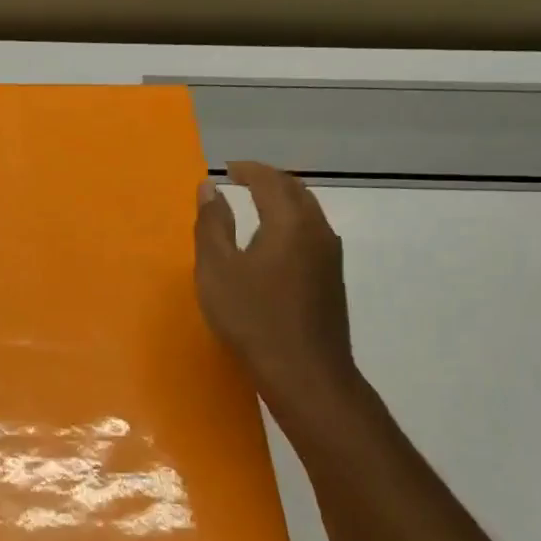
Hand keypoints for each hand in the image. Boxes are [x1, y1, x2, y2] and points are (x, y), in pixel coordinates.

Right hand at [194, 162, 361, 423]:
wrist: (305, 372)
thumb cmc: (253, 318)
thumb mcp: (217, 270)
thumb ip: (212, 225)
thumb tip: (209, 187)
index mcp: (290, 222)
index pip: (270, 180)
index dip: (248, 170)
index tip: (227, 169)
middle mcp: (317, 231)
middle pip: (295, 191)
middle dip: (269, 180)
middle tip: (242, 180)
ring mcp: (329, 256)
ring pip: (308, 213)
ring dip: (282, 202)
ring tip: (255, 207)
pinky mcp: (331, 279)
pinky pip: (311, 234)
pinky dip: (290, 224)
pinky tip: (273, 244)